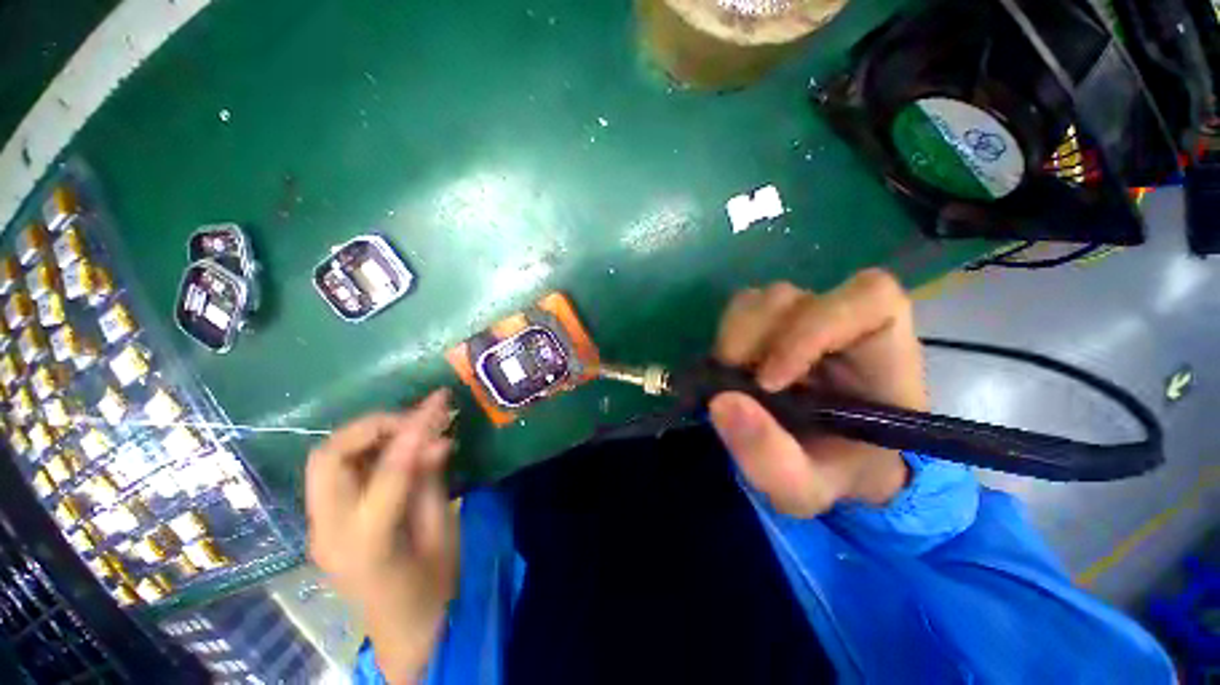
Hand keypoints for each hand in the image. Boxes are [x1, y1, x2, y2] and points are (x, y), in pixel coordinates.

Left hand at [306, 390, 457, 683]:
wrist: (401, 631)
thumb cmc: (432, 588)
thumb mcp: (443, 534)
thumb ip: (432, 483)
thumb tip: (438, 440)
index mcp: (367, 544)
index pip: (387, 472)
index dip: (415, 430)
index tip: (439, 401)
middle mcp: (328, 533)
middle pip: (328, 457)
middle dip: (372, 425)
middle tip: (415, 417)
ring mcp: (318, 528)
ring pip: (327, 459)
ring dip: (368, 434)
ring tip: (410, 427)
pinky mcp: (323, 522)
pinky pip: (337, 471)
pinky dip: (366, 450)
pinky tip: (397, 448)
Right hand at [709, 269, 925, 516]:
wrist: (824, 463)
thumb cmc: (833, 473)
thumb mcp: (803, 488)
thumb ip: (770, 457)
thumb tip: (722, 401)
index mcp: (882, 354)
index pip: (868, 298)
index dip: (814, 329)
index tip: (771, 382)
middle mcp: (841, 323)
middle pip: (791, 299)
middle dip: (754, 342)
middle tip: (739, 386)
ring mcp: (802, 319)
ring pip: (761, 299)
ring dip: (735, 338)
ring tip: (734, 378)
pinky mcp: (772, 324)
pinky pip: (742, 309)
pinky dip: (727, 336)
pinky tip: (731, 367)